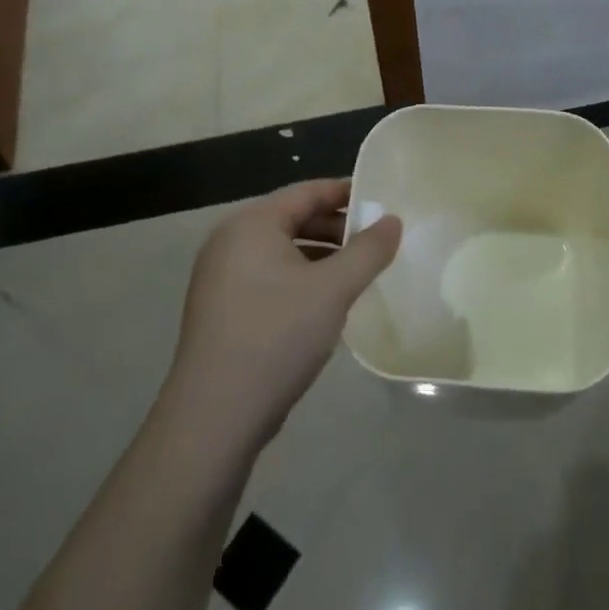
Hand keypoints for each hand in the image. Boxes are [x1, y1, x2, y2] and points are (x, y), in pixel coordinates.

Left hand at [164, 180, 400, 454]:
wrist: (215, 417)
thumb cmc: (277, 336)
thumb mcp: (333, 289)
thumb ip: (368, 250)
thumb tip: (393, 220)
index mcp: (251, 224)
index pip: (306, 192)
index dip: (346, 192)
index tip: (382, 201)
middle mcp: (230, 241)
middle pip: (293, 218)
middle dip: (336, 226)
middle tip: (376, 240)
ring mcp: (221, 277)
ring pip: (282, 250)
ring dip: (322, 255)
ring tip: (358, 271)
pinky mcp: (222, 309)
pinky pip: (270, 276)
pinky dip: (301, 278)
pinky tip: (326, 302)